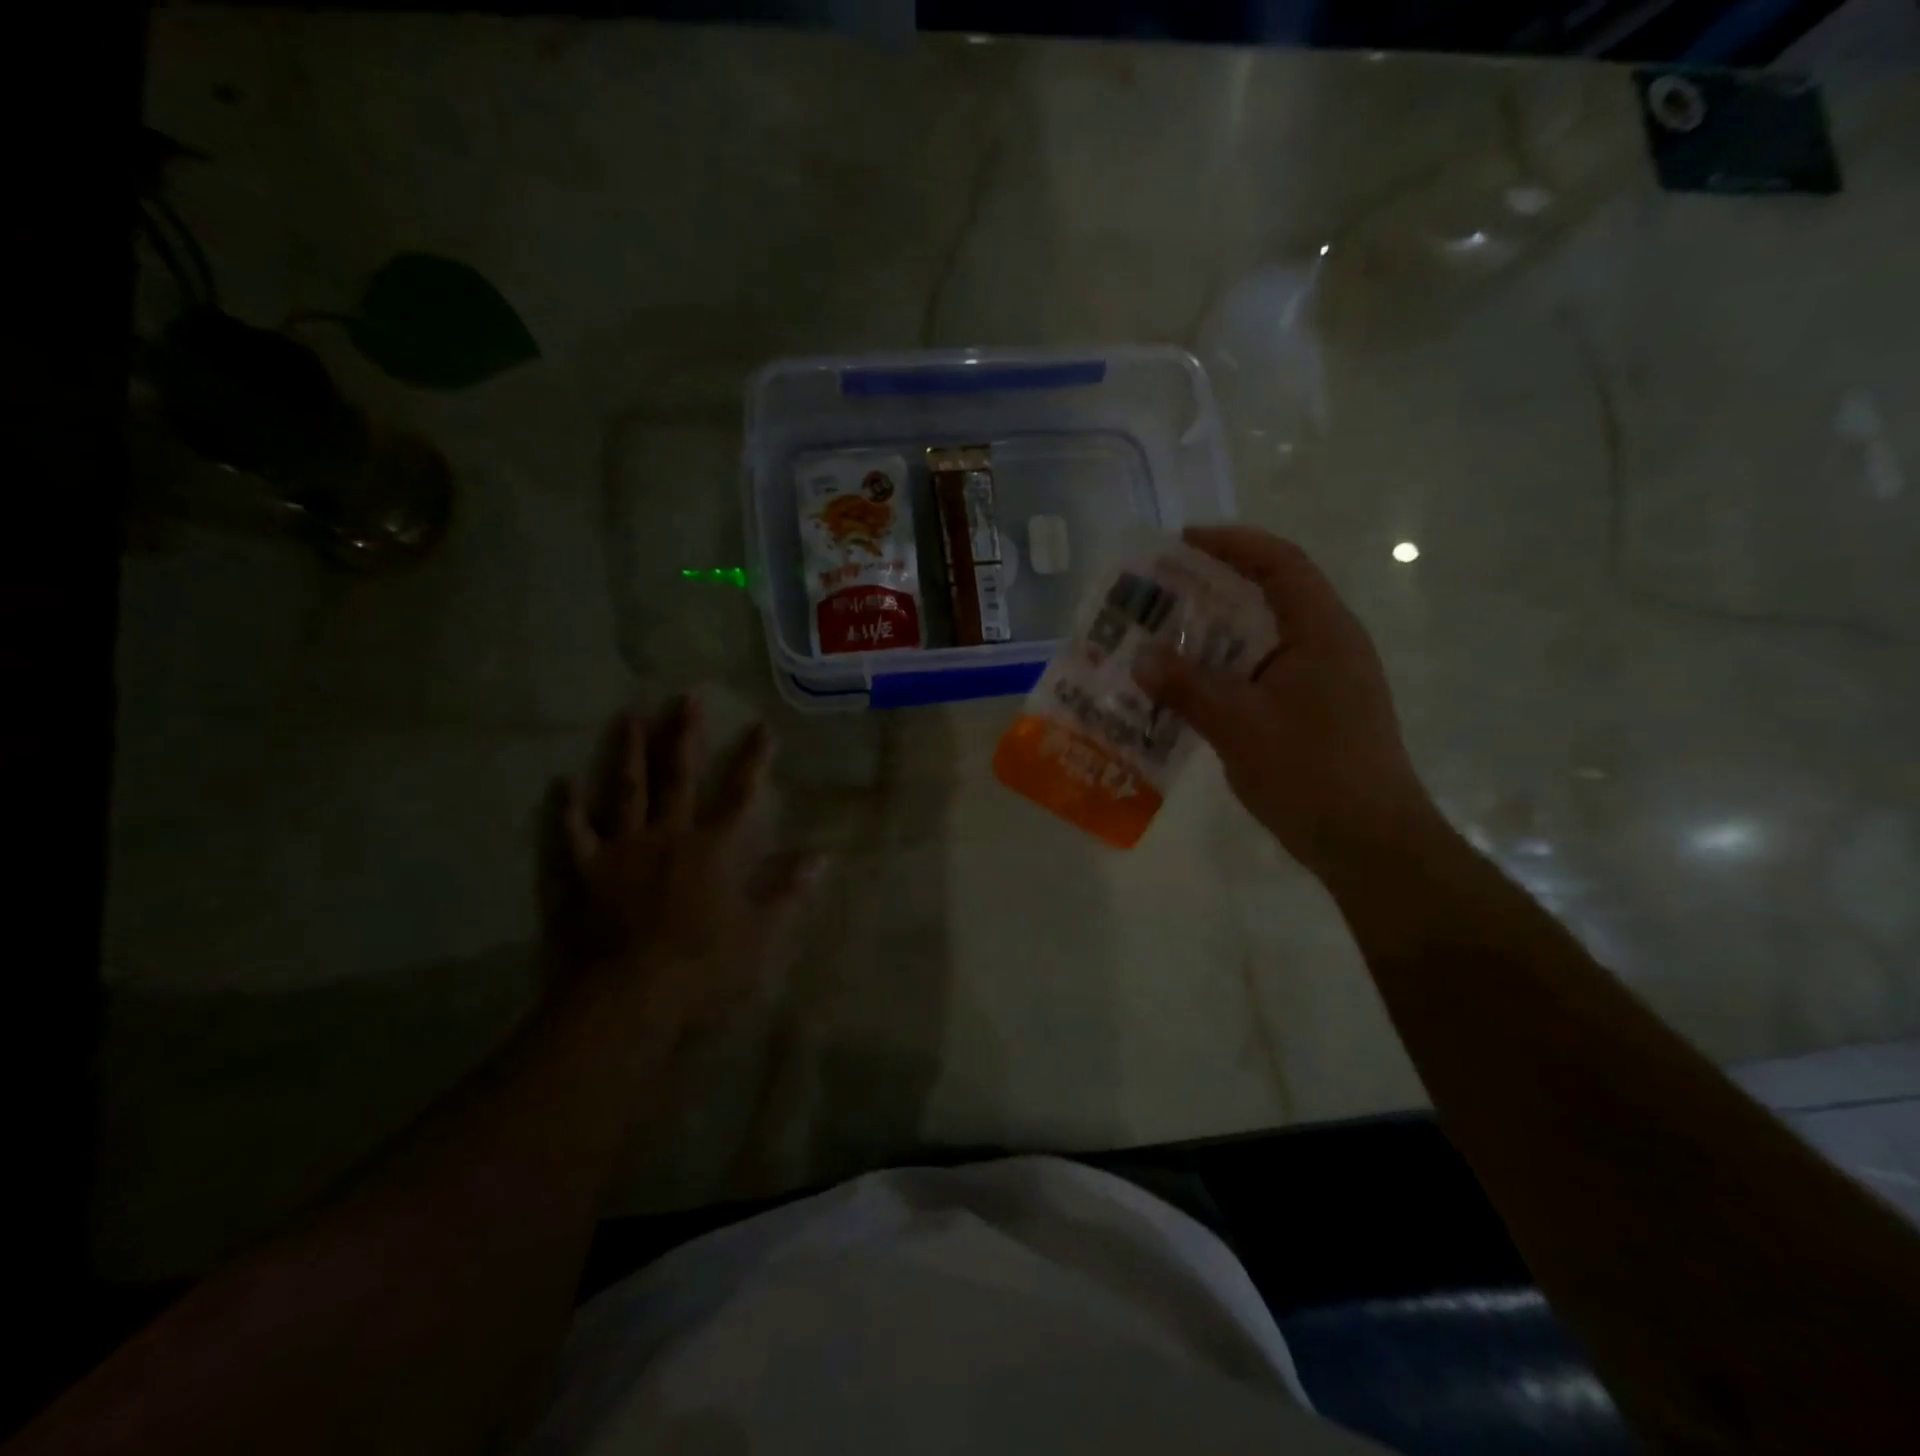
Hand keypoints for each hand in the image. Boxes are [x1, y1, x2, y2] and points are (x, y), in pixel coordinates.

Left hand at [539, 696, 818, 1033]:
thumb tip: (821, 855)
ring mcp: (624, 850)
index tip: (762, 726)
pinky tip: (562, 783)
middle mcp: (669, 835)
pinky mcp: (586, 872)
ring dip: (628, 752)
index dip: (753, 759)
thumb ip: (788, 890)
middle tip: (685, 698)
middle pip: (678, 776)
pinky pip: (574, 833)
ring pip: (626, 790)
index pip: (740, 794)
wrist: (629, 998)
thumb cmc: (703, 966)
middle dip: (683, 736)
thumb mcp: (760, 932)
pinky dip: (568, 808)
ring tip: (628, 715)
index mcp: (714, 848)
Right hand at [1134, 526, 1440, 875]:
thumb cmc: (1311, 773)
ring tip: (1163, 641)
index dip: (1232, 543)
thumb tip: (1140, 658)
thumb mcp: (1239, 726)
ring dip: (1216, 635)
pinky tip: (1190, 691)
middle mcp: (1329, 645)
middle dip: (1213, 589)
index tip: (1181, 542)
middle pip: (1270, 595)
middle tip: (1159, 596)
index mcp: (1322, 631)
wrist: (1371, 844)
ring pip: (1264, 638)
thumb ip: (1187, 687)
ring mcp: (1326, 680)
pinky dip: (1227, 671)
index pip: (1279, 563)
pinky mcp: (1318, 711)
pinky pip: (1264, 673)